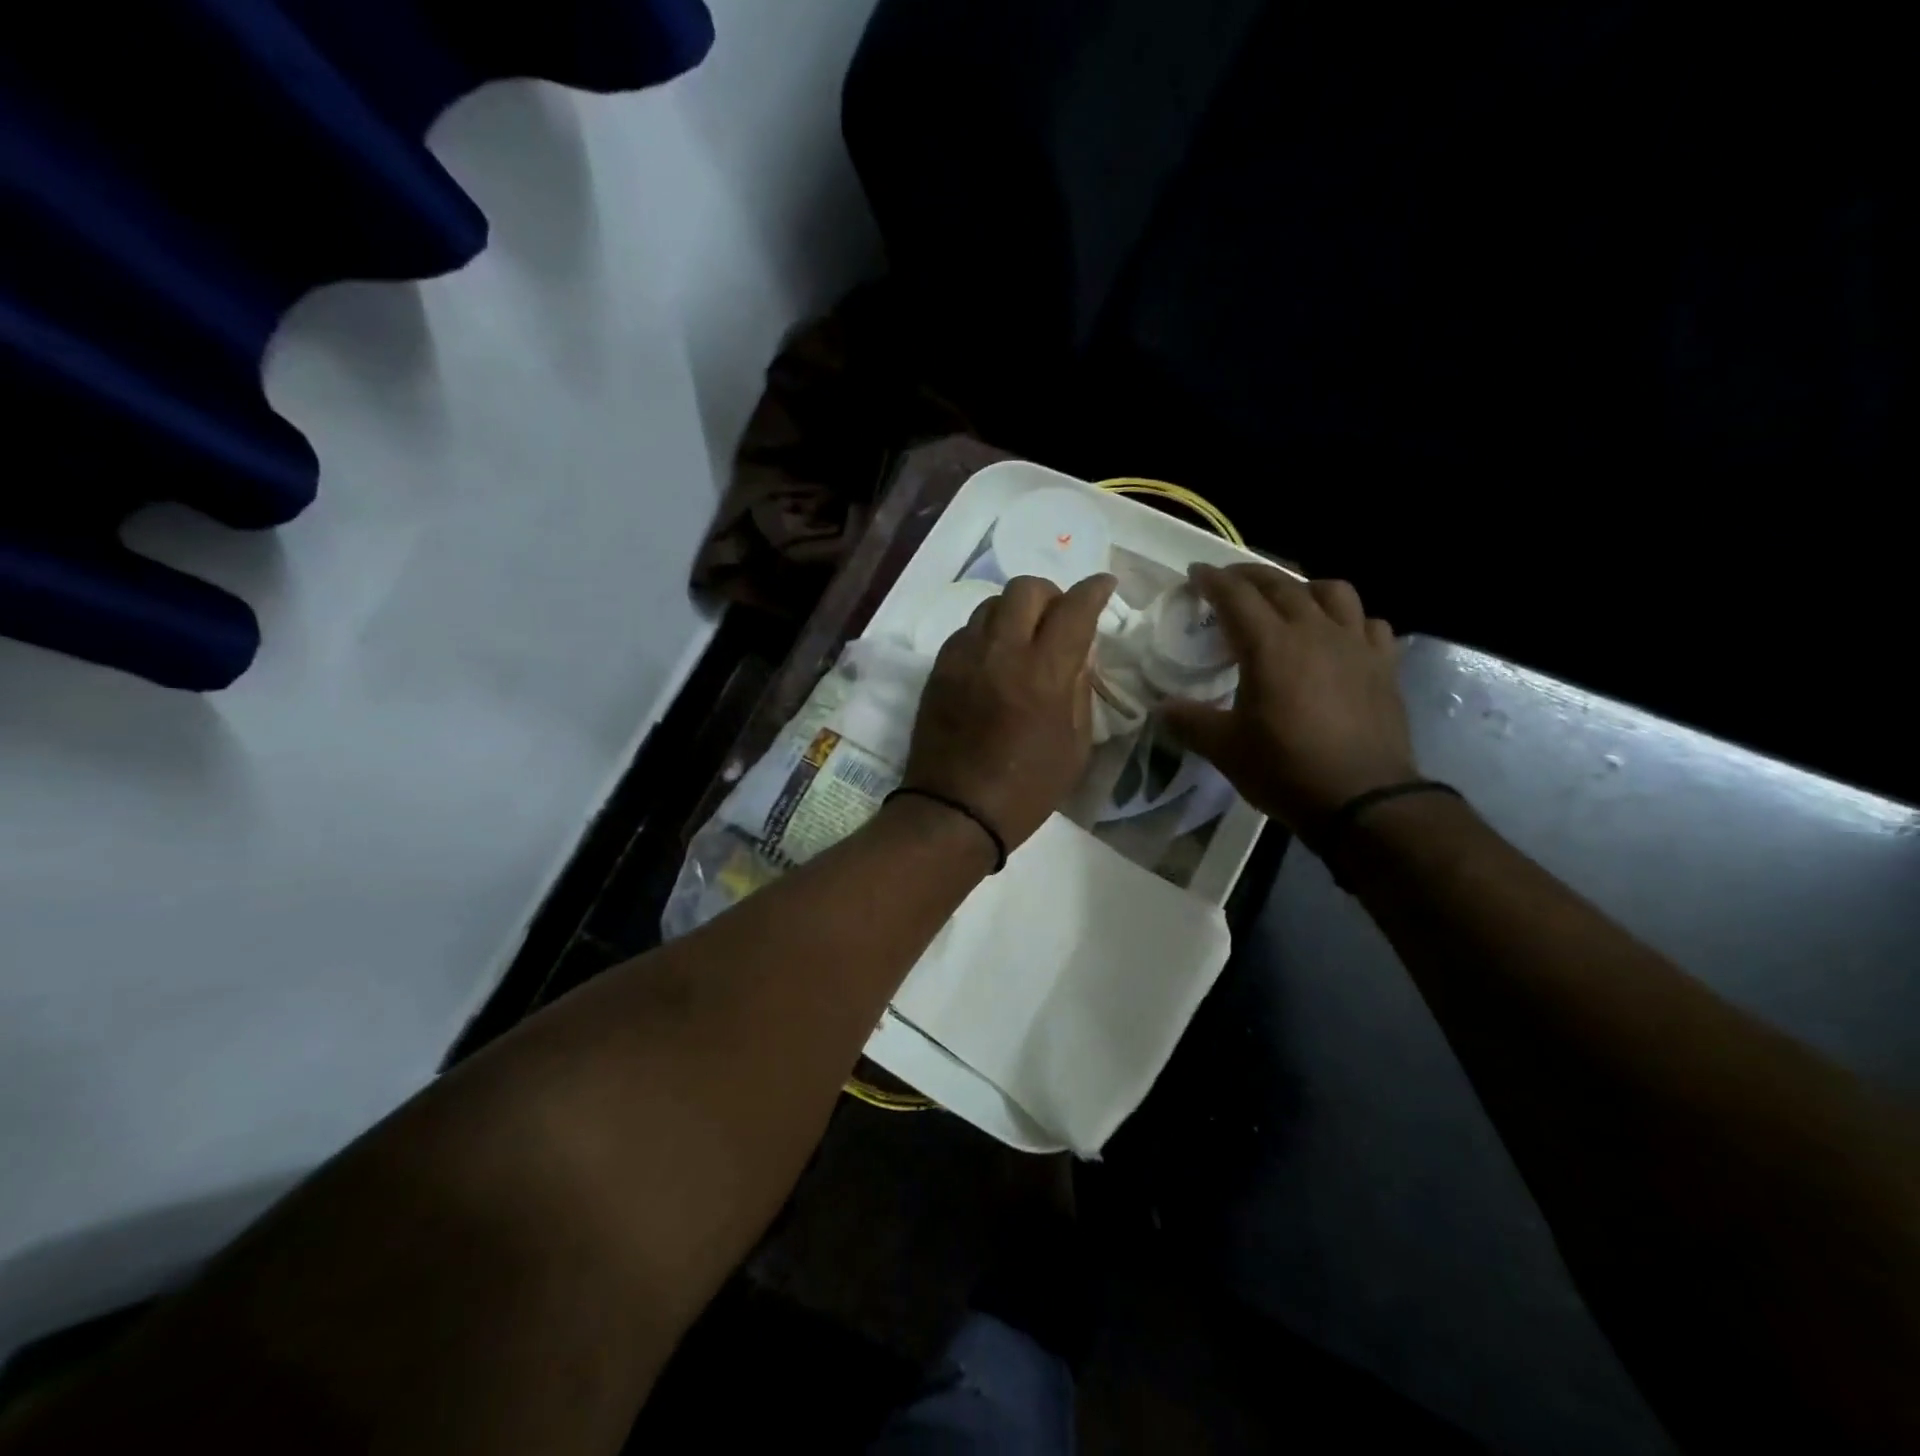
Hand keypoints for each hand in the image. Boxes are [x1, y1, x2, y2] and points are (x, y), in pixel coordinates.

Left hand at [901, 573, 1116, 853]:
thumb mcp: (1075, 747)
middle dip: (1051, 594)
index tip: (1104, 586)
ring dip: (1015, 611)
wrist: (955, 812)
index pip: (1074, 608)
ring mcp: (964, 657)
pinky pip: (966, 630)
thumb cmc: (1026, 789)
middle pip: (1026, 589)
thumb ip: (1080, 690)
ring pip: (991, 604)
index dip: (1094, 589)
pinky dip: (987, 633)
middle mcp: (1002, 652)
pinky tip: (994, 659)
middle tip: (1059, 618)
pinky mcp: (939, 669)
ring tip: (1024, 639)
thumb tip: (1078, 654)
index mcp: (1044, 673)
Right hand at [1160, 565, 1416, 831]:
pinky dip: (1349, 619)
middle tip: (1229, 582)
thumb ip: (1189, 721)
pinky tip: (1339, 635)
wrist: (1363, 799)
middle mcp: (1314, 631)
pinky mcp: (1384, 665)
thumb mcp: (1224, 749)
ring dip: (1303, 587)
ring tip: (1289, 600)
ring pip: (1332, 592)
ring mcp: (1354, 645)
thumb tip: (1160, 708)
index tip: (1195, 574)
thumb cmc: (1286, 769)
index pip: (1236, 596)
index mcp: (1270, 645)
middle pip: (1281, 584)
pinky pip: (1368, 623)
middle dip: (1250, 576)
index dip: (1212, 580)